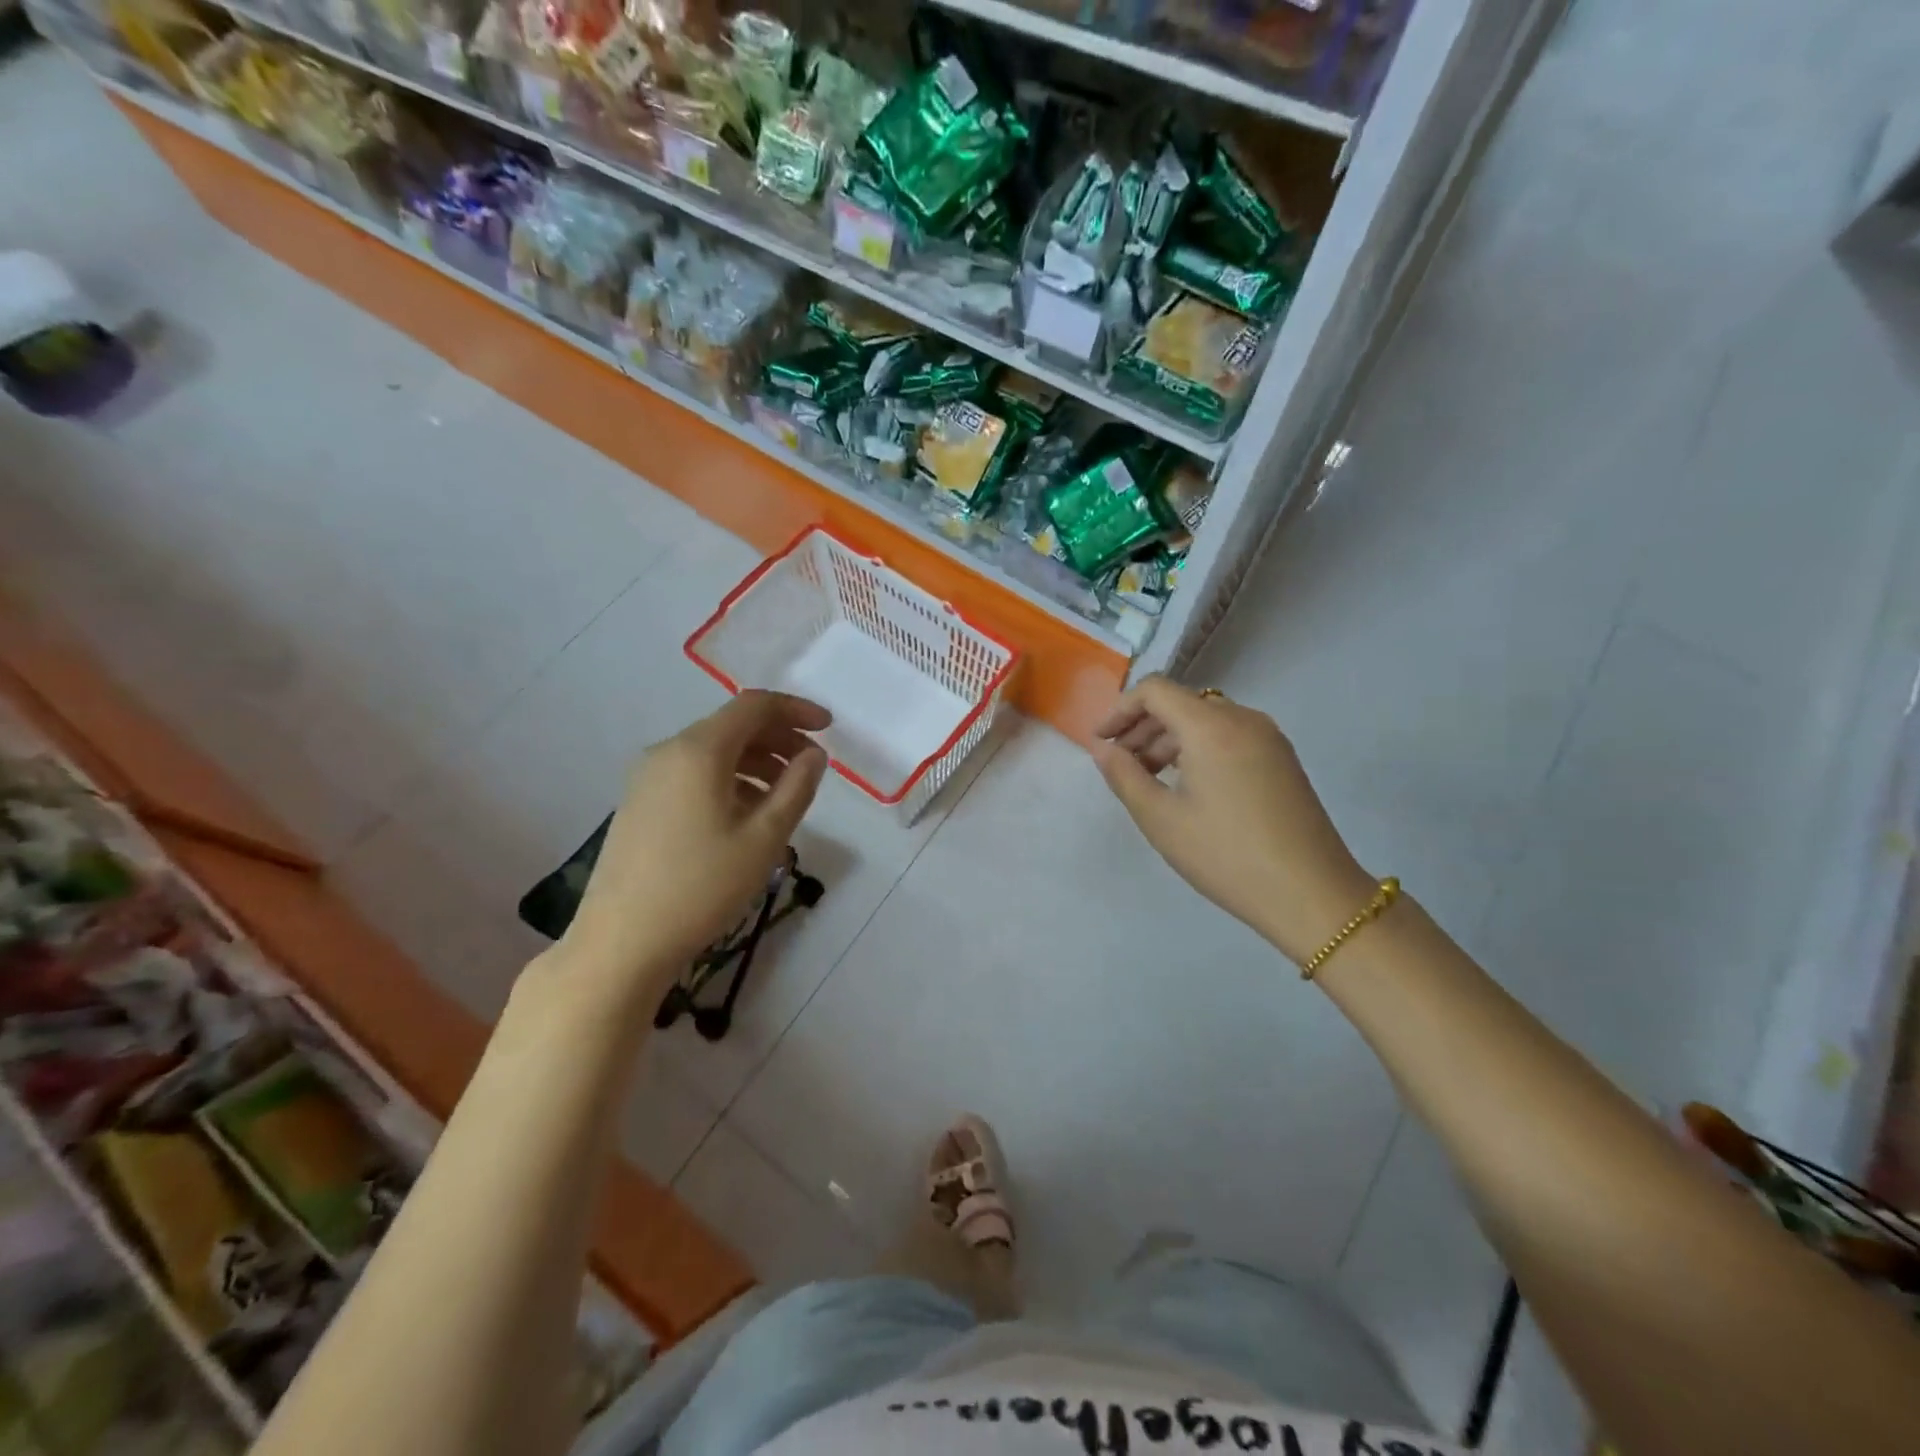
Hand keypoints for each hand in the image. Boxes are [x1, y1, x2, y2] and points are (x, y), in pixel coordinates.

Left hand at [555, 692, 830, 1003]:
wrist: (621, 943)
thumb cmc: (701, 888)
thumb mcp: (764, 839)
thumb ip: (796, 788)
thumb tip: (814, 755)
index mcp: (698, 751)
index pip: (754, 706)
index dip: (795, 709)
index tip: (828, 728)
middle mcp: (668, 752)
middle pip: (732, 726)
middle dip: (778, 738)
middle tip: (812, 768)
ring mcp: (647, 777)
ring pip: (713, 752)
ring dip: (756, 762)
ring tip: (785, 797)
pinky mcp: (639, 803)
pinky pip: (693, 774)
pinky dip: (729, 780)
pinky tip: (746, 815)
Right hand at [1092, 676, 1374, 965]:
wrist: (1312, 894)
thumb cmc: (1226, 855)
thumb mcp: (1161, 819)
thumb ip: (1124, 776)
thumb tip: (1104, 749)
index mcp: (1211, 726)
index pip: (1155, 690)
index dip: (1120, 710)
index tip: (1101, 742)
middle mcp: (1243, 719)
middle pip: (1181, 703)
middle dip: (1143, 728)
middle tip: (1120, 766)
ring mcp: (1269, 738)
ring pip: (1206, 721)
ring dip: (1169, 740)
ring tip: (1149, 780)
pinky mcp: (1282, 759)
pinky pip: (1229, 737)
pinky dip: (1198, 750)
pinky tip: (1187, 787)